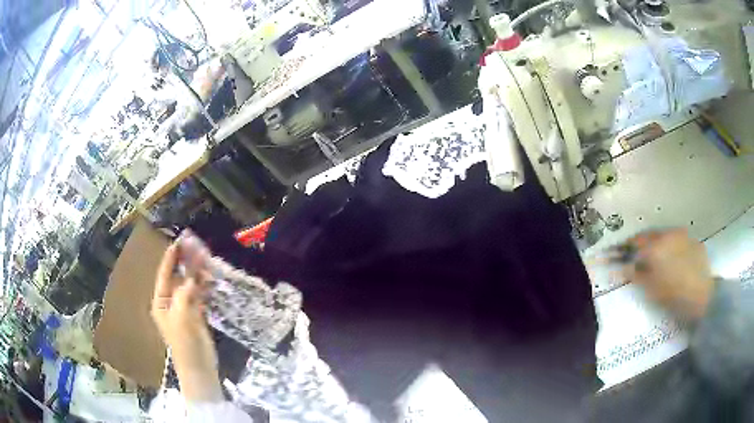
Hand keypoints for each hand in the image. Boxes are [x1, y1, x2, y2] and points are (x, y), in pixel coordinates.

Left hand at [151, 243, 221, 401]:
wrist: (199, 368)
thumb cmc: (185, 343)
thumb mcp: (182, 316)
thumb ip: (186, 292)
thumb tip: (193, 274)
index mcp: (160, 302)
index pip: (164, 275)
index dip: (171, 259)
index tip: (178, 242)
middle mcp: (170, 303)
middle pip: (178, 278)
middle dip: (186, 263)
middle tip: (196, 247)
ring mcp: (183, 309)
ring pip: (189, 285)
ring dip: (197, 273)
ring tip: (206, 259)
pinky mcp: (196, 316)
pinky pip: (199, 295)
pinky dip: (204, 286)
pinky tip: (211, 278)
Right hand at [623, 228, 714, 320]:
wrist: (702, 297)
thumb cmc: (673, 295)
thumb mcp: (651, 289)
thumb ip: (636, 275)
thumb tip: (621, 267)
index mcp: (656, 246)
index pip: (635, 242)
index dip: (624, 247)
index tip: (616, 252)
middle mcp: (669, 235)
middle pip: (650, 235)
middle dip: (641, 243)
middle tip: (635, 254)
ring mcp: (684, 236)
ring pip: (666, 237)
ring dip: (658, 244)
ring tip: (656, 258)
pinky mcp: (694, 242)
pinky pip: (680, 242)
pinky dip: (673, 248)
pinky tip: (675, 261)